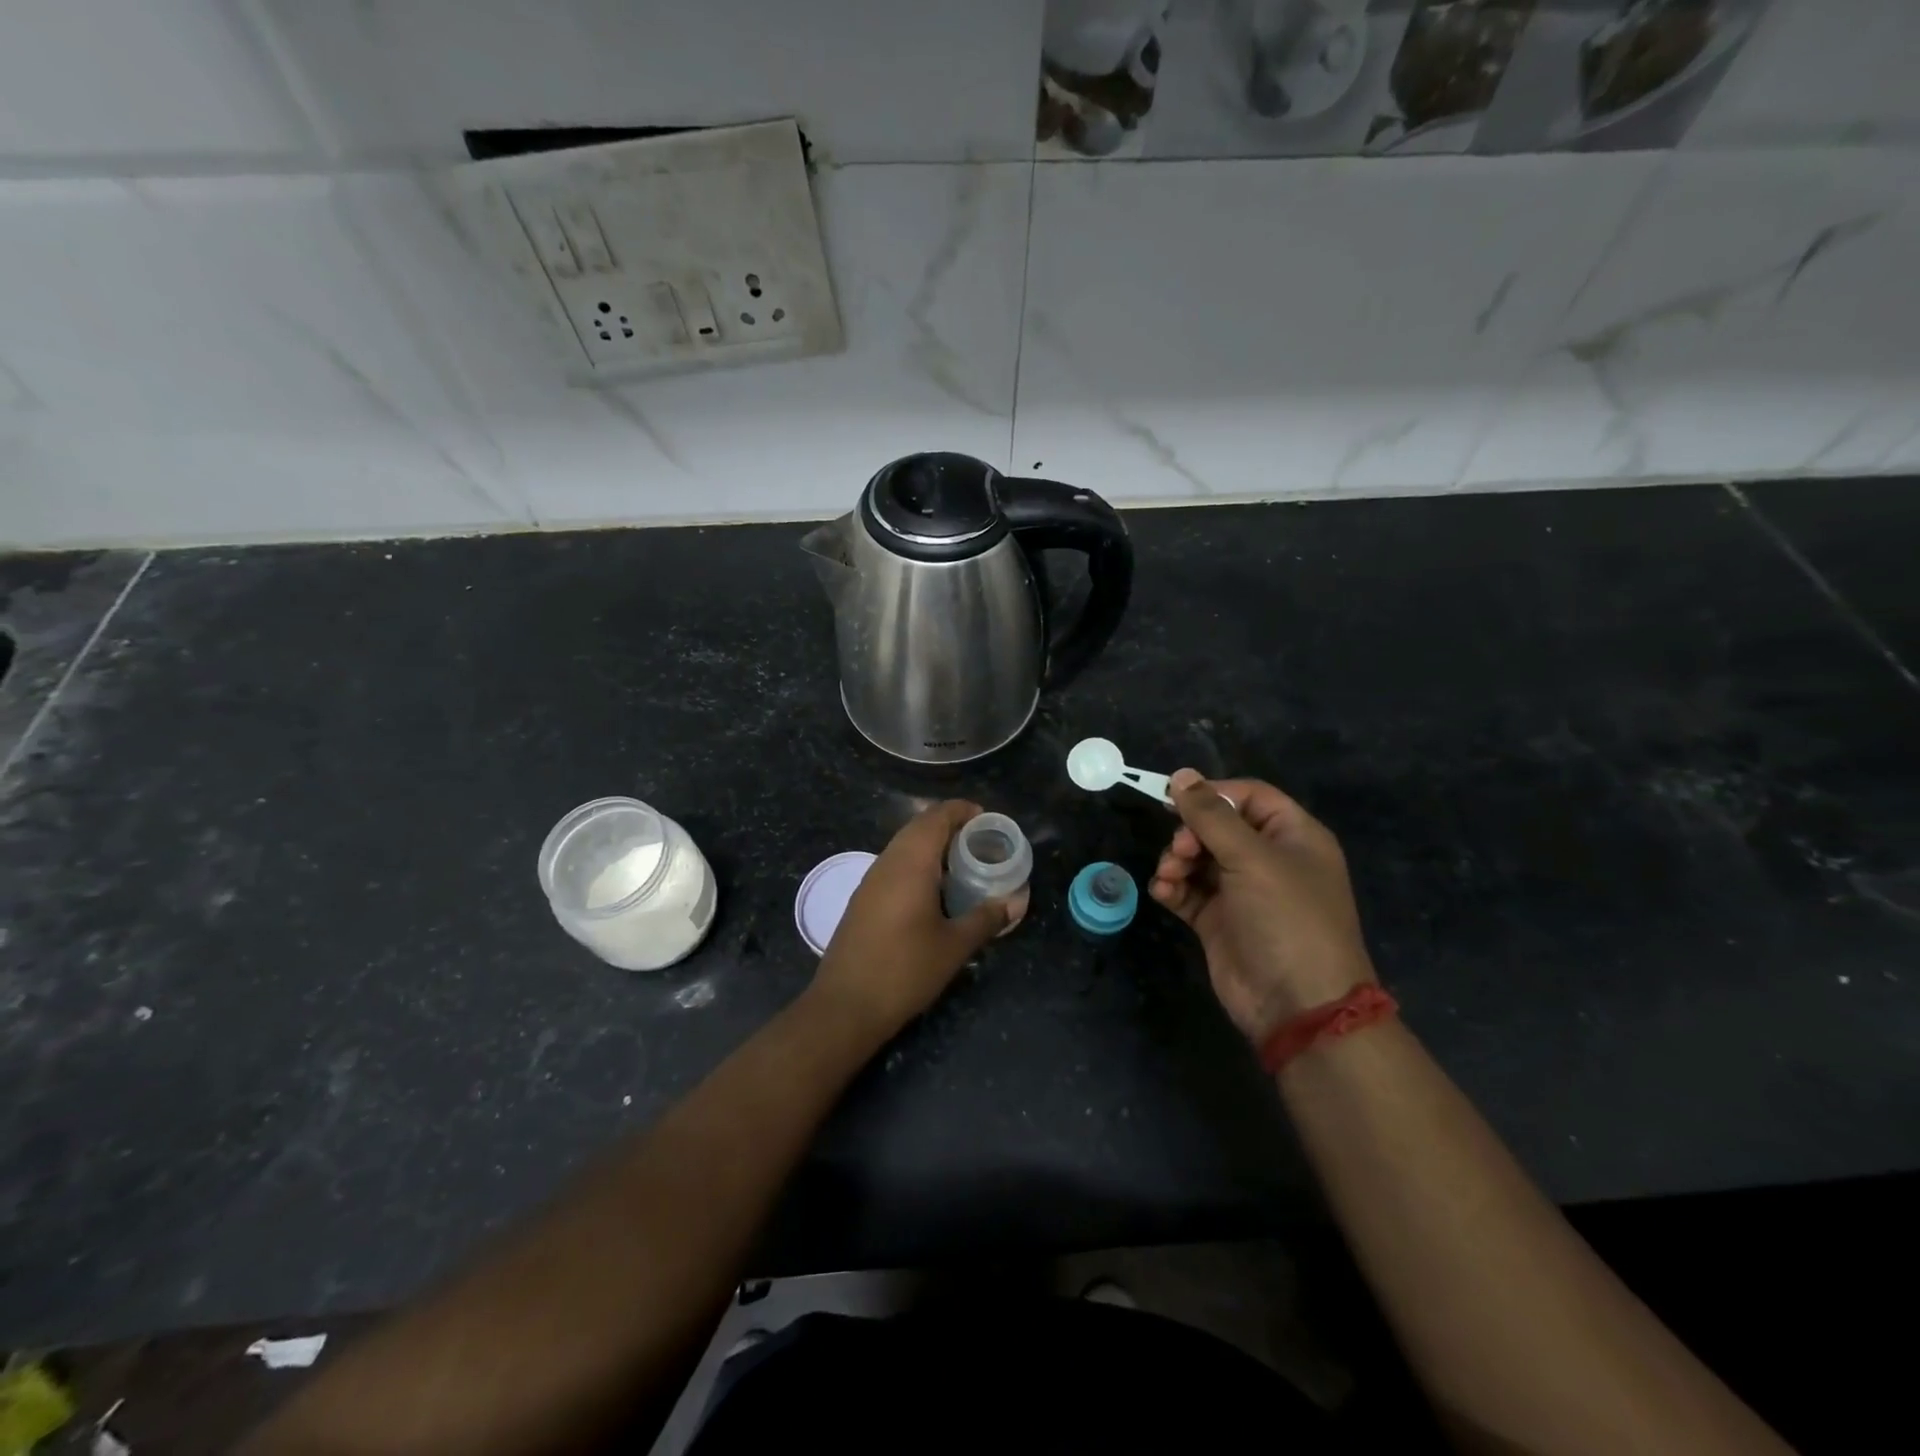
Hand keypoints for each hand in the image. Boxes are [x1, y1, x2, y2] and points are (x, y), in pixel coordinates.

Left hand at [813, 800, 1027, 1038]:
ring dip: (932, 846)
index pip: (936, 817)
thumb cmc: (905, 970)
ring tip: (963, 865)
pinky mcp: (862, 899)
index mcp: (911, 863)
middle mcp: (887, 862)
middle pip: (919, 827)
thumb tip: (1016, 901)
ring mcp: (870, 880)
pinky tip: (934, 891)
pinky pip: (894, 865)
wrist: (845, 1006)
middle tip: (981, 842)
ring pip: (904, 846)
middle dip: (950, 826)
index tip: (988, 820)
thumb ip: (986, 918)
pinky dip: (917, 864)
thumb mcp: (954, 946)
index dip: (962, 810)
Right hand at [1151, 770, 1374, 1043]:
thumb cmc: (1286, 919)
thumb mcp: (1252, 858)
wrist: (1297, 1006)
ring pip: (1197, 857)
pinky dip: (1172, 887)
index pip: (1248, 796)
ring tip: (1169, 876)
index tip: (1174, 799)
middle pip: (1217, 826)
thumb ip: (1211, 815)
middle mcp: (1267, 859)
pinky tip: (1163, 892)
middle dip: (1190, 833)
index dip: (1212, 793)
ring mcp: (1241, 891)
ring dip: (1176, 860)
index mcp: (1292, 836)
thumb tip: (1180, 775)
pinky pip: (1188, 890)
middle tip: (1180, 851)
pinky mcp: (1218, 920)